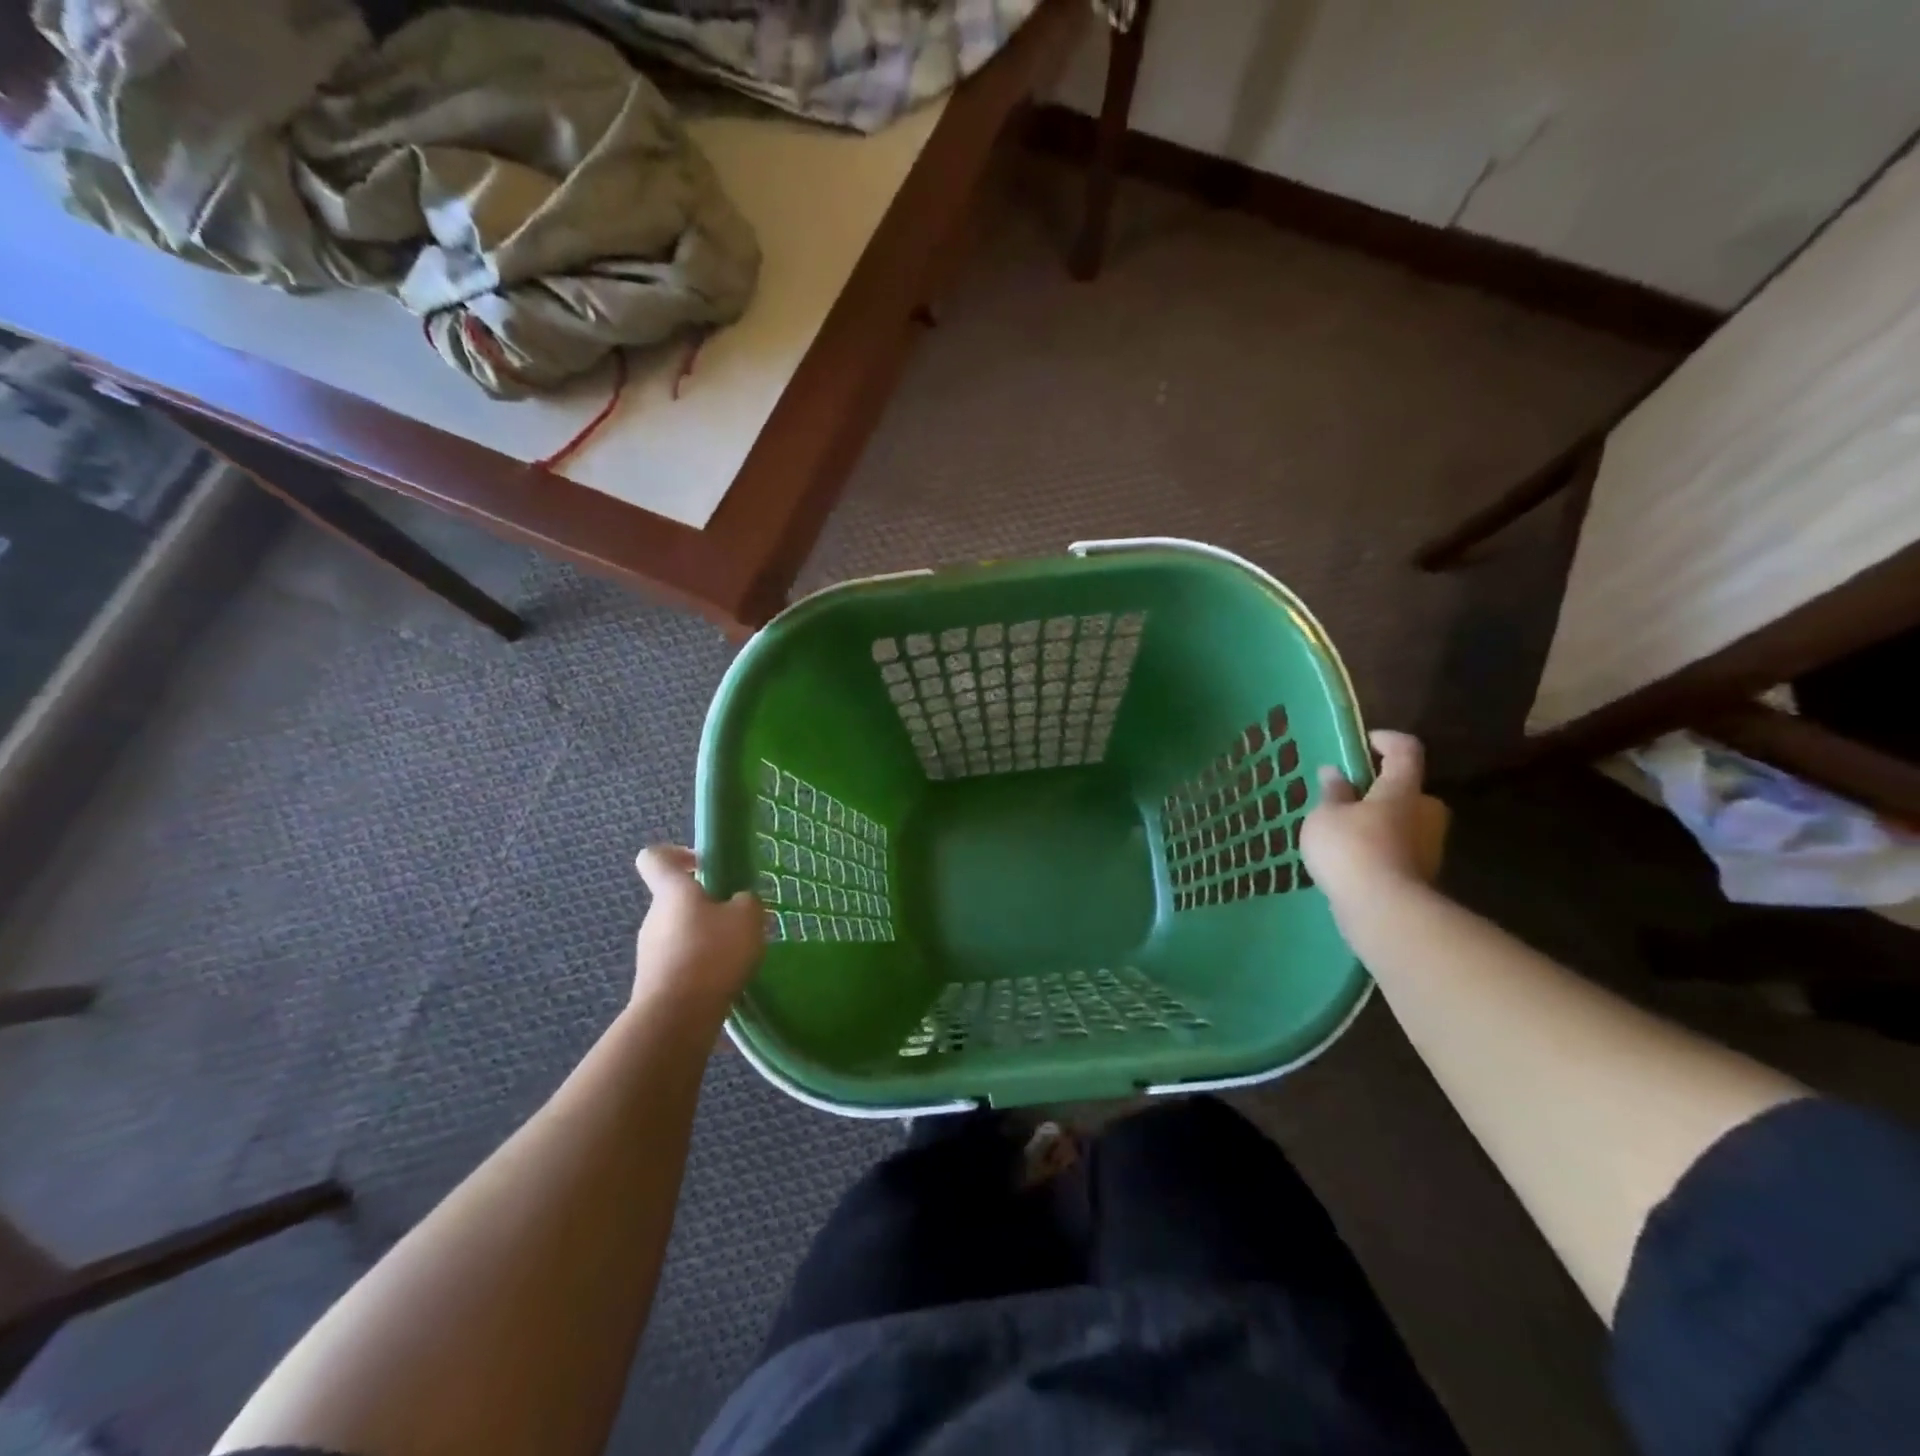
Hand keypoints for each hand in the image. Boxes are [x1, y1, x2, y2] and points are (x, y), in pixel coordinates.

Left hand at [632, 845, 763, 1015]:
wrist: (676, 1017)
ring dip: (706, 937)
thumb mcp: (748, 917)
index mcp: (672, 891)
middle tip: (739, 919)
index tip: (704, 864)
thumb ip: (746, 901)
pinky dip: (701, 966)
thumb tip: (739, 902)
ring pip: (681, 932)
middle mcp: (654, 916)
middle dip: (707, 904)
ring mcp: (649, 951)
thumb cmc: (712, 953)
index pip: (655, 857)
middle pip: (676, 898)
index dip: (677, 854)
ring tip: (737, 955)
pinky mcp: (654, 981)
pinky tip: (724, 980)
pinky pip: (681, 962)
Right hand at [1301, 731, 1448, 907]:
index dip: (1386, 740)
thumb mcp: (1325, 816)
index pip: (1405, 750)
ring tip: (1343, 833)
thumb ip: (1331, 793)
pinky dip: (1380, 850)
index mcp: (1402, 790)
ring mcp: (1428, 847)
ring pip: (1403, 823)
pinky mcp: (1422, 876)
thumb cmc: (1351, 850)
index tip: (1364, 743)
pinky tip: (1352, 862)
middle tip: (1348, 798)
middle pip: (1408, 790)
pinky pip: (1399, 851)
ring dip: (1379, 823)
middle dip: (1381, 791)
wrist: (1383, 912)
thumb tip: (1335, 773)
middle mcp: (1425, 813)